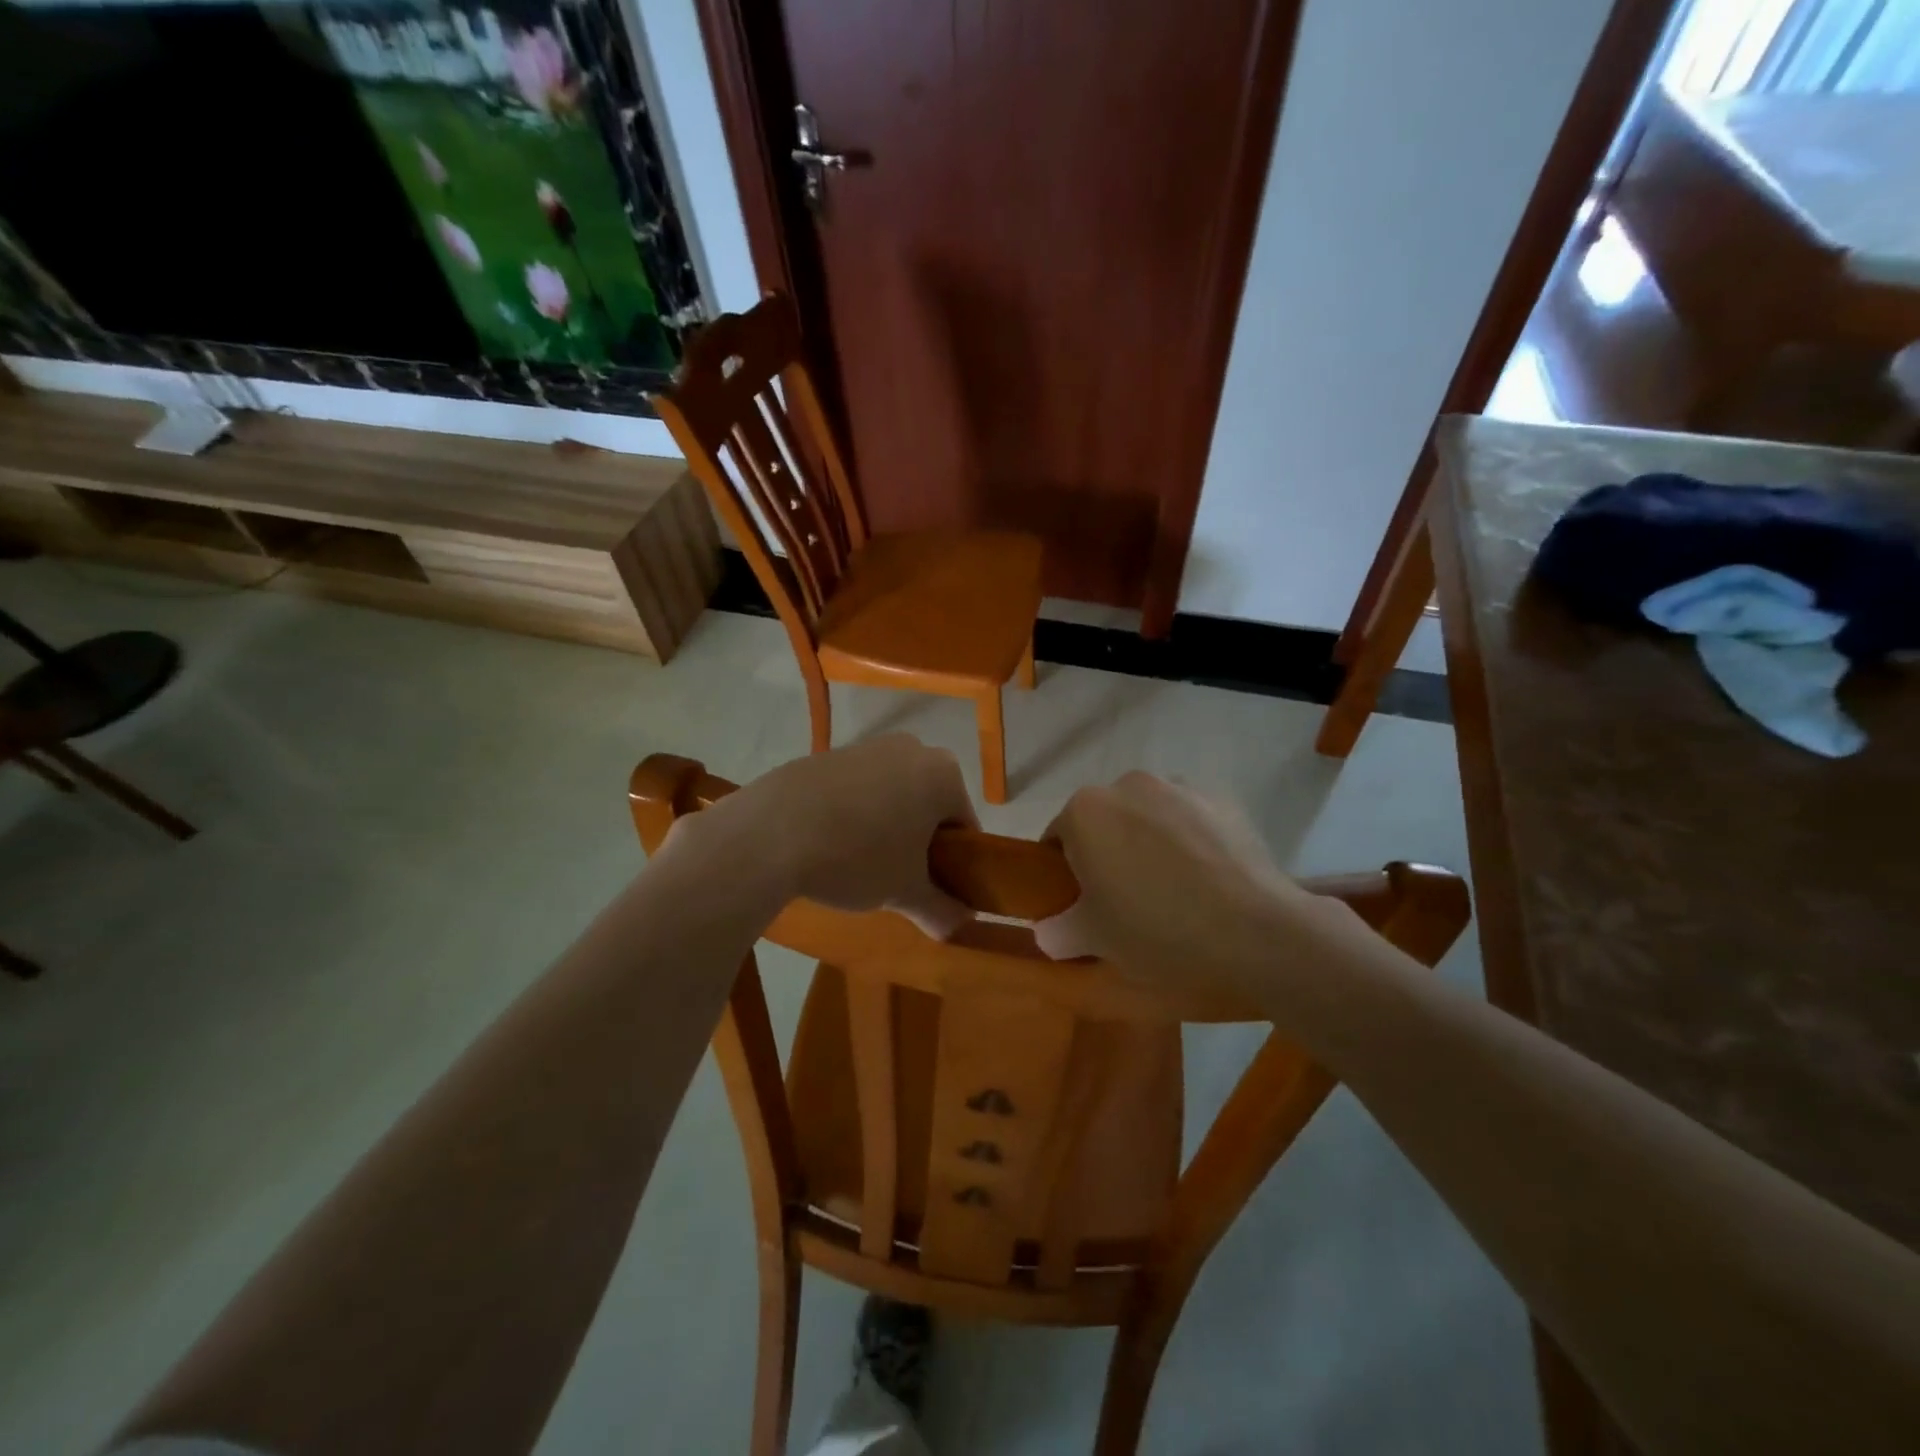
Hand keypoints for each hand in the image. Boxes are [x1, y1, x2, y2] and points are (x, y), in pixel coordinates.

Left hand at [679, 735, 978, 936]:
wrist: (769, 832)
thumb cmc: (857, 858)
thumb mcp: (905, 892)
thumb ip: (940, 910)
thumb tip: (958, 926)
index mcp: (943, 774)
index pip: (964, 826)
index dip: (955, 863)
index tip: (933, 890)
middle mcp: (911, 749)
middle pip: (929, 805)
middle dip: (919, 842)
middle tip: (898, 879)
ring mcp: (866, 747)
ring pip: (892, 795)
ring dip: (886, 828)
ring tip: (858, 865)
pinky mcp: (827, 754)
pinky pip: (856, 789)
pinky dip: (852, 814)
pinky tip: (828, 844)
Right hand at [1034, 773, 1322, 999]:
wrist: (1256, 931)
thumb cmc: (1157, 930)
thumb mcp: (1095, 940)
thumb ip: (1058, 930)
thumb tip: (1047, 930)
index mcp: (1085, 811)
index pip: (1058, 838)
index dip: (1066, 872)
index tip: (1082, 902)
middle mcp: (1127, 785)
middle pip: (1105, 820)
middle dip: (1109, 851)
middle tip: (1126, 899)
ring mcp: (1179, 787)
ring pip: (1149, 815)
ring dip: (1150, 841)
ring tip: (1174, 888)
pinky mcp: (1222, 799)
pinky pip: (1190, 818)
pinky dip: (1190, 839)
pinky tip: (1207, 879)